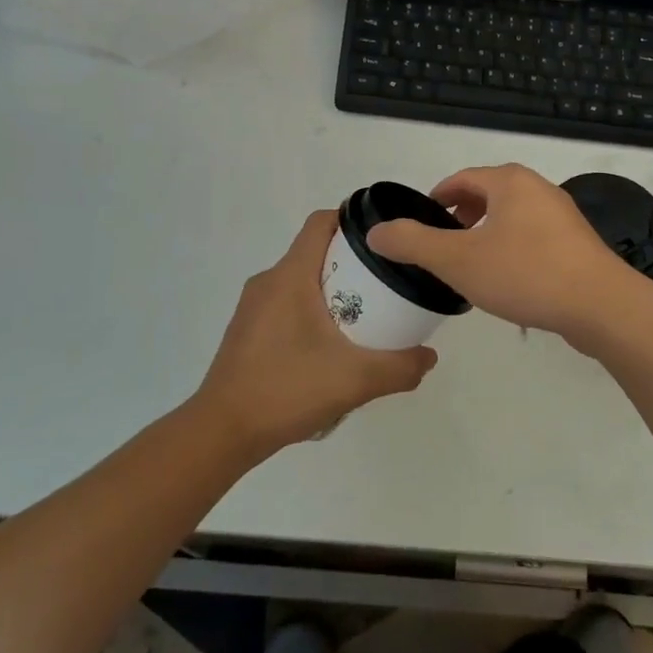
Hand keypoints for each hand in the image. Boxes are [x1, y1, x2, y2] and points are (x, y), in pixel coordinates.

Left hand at [192, 210, 436, 457]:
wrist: (223, 432)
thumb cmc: (286, 389)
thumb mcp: (355, 380)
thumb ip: (399, 367)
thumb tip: (429, 357)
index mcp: (290, 275)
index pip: (321, 222)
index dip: (353, 221)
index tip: (384, 241)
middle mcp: (269, 281)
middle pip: (315, 251)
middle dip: (352, 261)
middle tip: (385, 284)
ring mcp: (253, 306)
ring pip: (301, 280)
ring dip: (332, 289)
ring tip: (364, 316)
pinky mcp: (248, 330)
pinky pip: (286, 304)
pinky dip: (312, 311)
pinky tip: (329, 347)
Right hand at [367, 163, 648, 340]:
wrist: (601, 306)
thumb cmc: (525, 273)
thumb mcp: (457, 260)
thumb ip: (413, 244)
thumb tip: (375, 232)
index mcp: (509, 181)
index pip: (461, 179)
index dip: (437, 198)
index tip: (421, 225)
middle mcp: (538, 188)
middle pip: (488, 195)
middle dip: (461, 217)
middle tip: (443, 246)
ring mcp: (563, 216)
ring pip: (512, 218)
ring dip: (487, 236)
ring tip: (471, 266)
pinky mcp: (579, 244)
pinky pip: (534, 239)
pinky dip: (513, 250)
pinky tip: (509, 283)